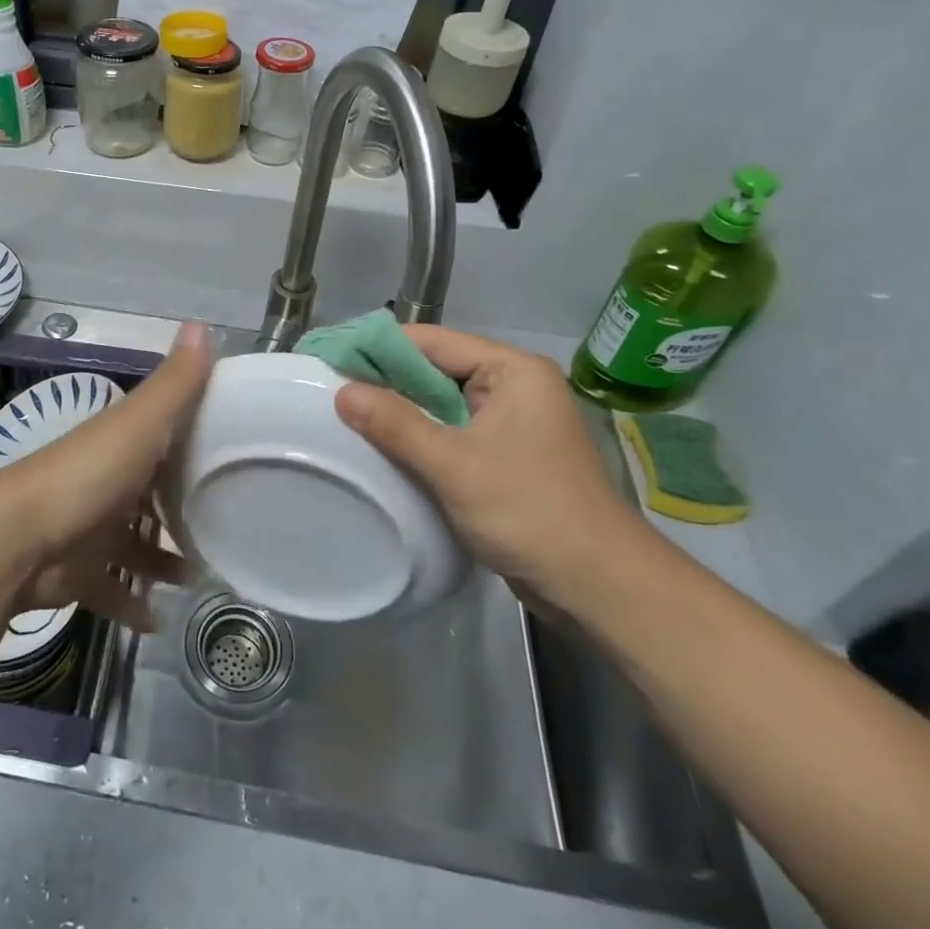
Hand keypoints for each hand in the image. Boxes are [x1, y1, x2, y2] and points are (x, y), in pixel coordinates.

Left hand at [0, 321, 211, 628]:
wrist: (19, 538)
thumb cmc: (89, 475)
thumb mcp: (140, 422)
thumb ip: (175, 383)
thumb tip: (201, 324)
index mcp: (123, 443)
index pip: (165, 434)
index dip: (195, 438)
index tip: (235, 450)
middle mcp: (108, 481)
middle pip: (151, 492)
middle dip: (182, 506)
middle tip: (227, 523)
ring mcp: (91, 528)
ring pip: (134, 543)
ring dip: (162, 559)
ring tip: (201, 576)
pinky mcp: (79, 572)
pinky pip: (111, 589)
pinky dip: (132, 604)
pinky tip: (159, 621)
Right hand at [333, 326, 652, 603]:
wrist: (599, 586)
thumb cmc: (530, 512)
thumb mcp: (454, 465)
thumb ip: (396, 424)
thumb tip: (342, 391)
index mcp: (512, 370)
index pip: (433, 342)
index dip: (379, 347)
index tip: (330, 357)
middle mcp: (514, 385)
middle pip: (436, 369)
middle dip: (386, 380)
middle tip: (330, 387)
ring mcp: (512, 421)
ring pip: (442, 402)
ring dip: (402, 410)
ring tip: (347, 414)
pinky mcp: (507, 453)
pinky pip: (453, 430)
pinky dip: (421, 435)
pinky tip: (386, 445)